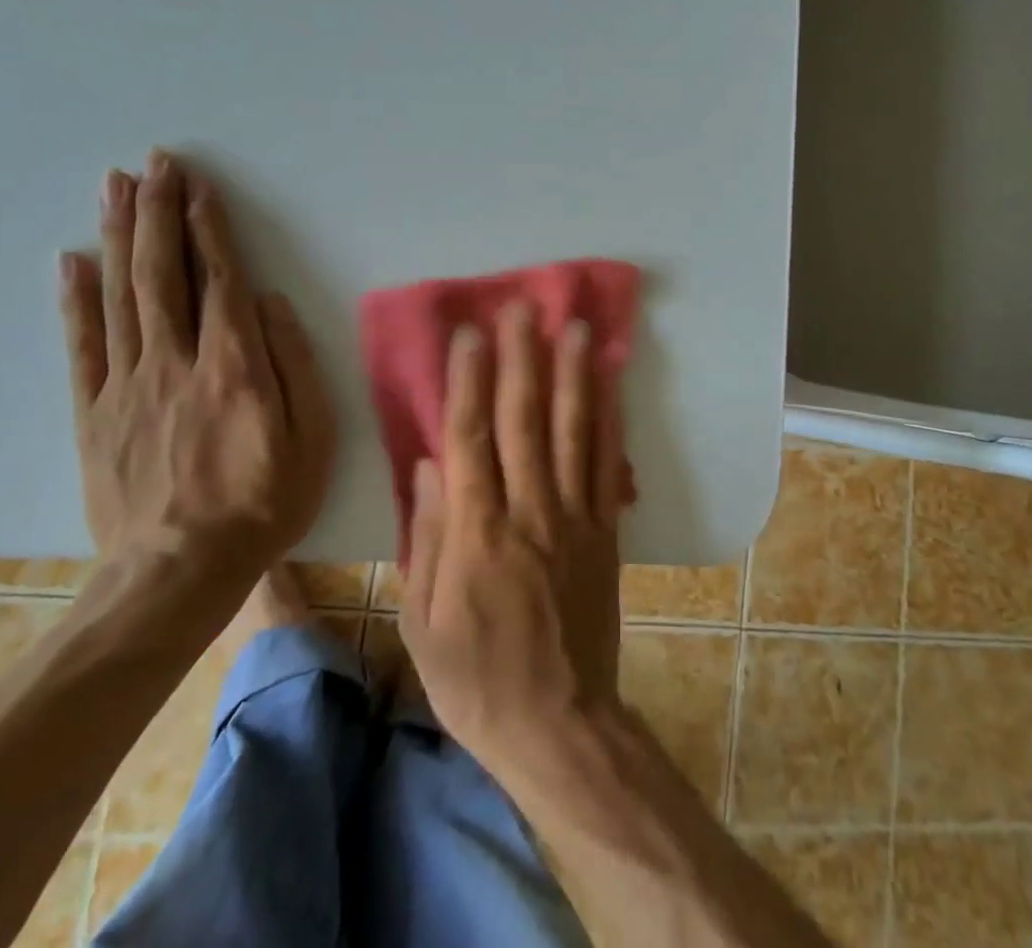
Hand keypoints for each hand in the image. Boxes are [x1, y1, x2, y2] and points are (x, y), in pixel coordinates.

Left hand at [58, 150, 335, 584]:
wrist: (177, 574)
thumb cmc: (263, 503)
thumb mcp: (312, 438)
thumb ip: (293, 364)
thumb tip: (269, 303)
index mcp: (234, 365)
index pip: (219, 278)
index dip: (209, 227)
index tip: (199, 185)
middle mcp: (176, 361)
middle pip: (162, 273)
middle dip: (159, 212)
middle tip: (153, 164)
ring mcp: (128, 384)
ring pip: (120, 295)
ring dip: (119, 236)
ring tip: (115, 187)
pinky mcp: (95, 412)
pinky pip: (82, 346)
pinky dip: (75, 300)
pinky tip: (72, 260)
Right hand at [400, 301, 627, 773]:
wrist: (559, 723)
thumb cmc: (475, 679)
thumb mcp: (422, 622)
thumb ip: (425, 538)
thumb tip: (427, 465)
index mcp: (476, 535)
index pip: (470, 440)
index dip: (469, 382)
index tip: (472, 334)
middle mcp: (529, 513)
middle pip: (524, 422)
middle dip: (523, 360)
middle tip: (524, 309)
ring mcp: (574, 519)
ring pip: (573, 434)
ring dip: (574, 377)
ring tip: (576, 329)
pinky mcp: (605, 532)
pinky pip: (607, 468)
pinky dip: (609, 423)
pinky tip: (610, 387)